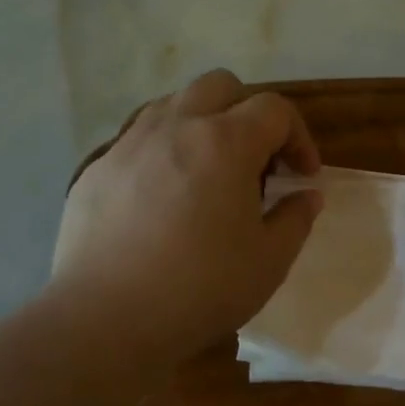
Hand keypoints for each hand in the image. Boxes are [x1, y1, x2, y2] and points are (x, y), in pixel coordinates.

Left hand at [51, 70, 323, 363]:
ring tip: (209, 174)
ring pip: (174, 104)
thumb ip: (296, 219)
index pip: (274, 109)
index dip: (298, 137)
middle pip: (221, 86)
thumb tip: (307, 195)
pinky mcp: (98, 169)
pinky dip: (164, 151)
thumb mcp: (269, 261)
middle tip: (256, 164)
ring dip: (203, 125)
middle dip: (249, 114)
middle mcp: (176, 127)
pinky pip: (139, 139)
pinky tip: (164, 200)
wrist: (106, 319)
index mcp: (225, 142)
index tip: (302, 176)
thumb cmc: (201, 289)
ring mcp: (129, 144)